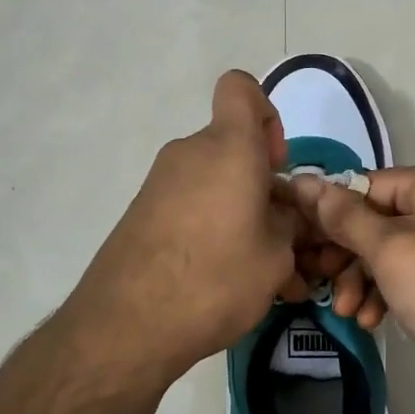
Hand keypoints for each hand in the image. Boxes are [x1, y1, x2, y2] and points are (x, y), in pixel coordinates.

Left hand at [62, 71, 308, 383]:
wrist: (126, 325)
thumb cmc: (215, 279)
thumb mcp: (276, 257)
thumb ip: (289, 223)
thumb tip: (282, 212)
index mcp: (228, 148)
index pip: (241, 88)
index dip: (265, 113)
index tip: (274, 163)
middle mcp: (190, 153)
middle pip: (232, 147)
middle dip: (260, 183)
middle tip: (279, 237)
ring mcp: (160, 182)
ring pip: (213, 181)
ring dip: (238, 212)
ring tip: (256, 269)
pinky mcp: (142, 212)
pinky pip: (189, 204)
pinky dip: (210, 227)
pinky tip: (221, 276)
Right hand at [287, 162, 414, 413]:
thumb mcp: (390, 251)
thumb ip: (344, 217)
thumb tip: (303, 180)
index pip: (366, 186)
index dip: (330, 216)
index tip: (301, 248)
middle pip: (377, 219)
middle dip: (347, 256)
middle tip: (319, 284)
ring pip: (391, 250)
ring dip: (363, 280)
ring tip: (347, 312)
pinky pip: (412, 272)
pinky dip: (389, 291)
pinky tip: (371, 320)